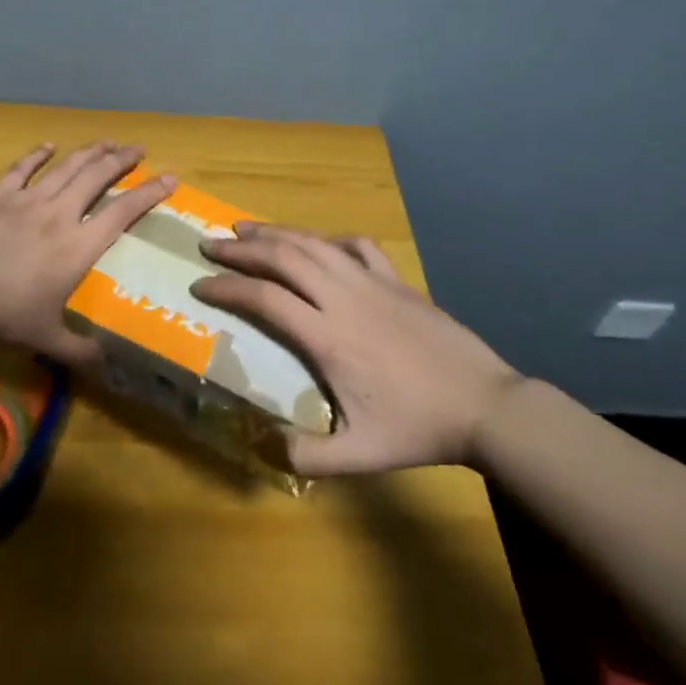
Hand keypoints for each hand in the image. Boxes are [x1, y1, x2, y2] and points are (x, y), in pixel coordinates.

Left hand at [0, 142, 172, 364]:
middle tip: (139, 149)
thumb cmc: (4, 313)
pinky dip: (36, 155)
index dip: (149, 193)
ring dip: (89, 152)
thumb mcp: (45, 338)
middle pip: (96, 177)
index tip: (170, 178)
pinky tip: (48, 144)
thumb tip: (107, 367)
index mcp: (77, 245)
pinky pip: (21, 169)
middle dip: (121, 160)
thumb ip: (78, 350)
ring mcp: (28, 200)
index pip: (122, 212)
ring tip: (107, 141)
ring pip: (66, 167)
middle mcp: (59, 214)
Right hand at [193, 224, 520, 475]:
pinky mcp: (397, 280)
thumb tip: (266, 446)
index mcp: (328, 337)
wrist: (485, 405)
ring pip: (314, 243)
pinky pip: (356, 246)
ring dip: (276, 232)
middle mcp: (344, 298)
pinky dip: (328, 238)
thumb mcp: (361, 456)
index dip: (227, 287)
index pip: (265, 299)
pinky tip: (317, 243)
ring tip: (245, 227)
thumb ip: (309, 457)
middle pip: (283, 257)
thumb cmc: (419, 428)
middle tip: (210, 243)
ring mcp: (373, 283)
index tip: (199, 285)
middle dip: (241, 248)